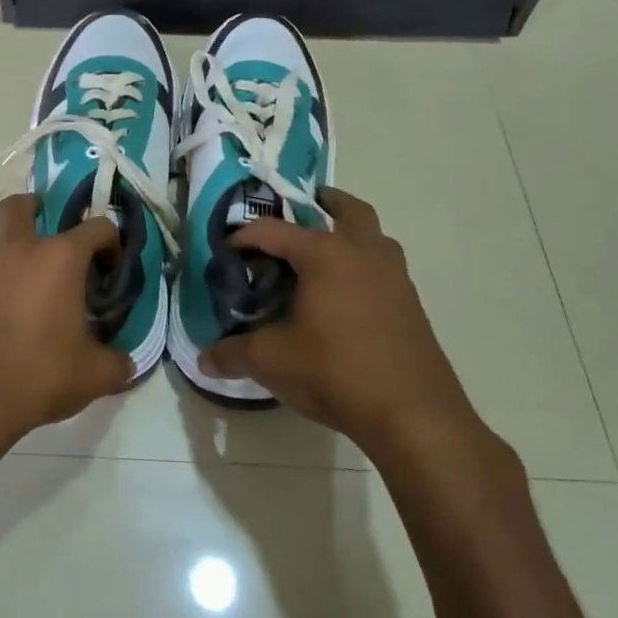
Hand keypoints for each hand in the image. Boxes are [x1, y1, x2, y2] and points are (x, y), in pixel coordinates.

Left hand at [0, 194, 135, 475]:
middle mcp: (17, 251)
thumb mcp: (93, 375)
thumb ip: (116, 362)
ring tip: (26, 305)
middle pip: (21, 206)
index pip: (96, 227)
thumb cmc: (38, 375)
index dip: (111, 242)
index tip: (111, 268)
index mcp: (59, 259)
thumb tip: (125, 362)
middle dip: (36, 209)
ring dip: (15, 263)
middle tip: (50, 238)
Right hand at [199, 188, 489, 461]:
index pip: (274, 230)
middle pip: (348, 210)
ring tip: (325, 255)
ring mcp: (394, 278)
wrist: (413, 414)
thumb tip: (204, 360)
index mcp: (326, 255)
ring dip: (351, 234)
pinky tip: (346, 298)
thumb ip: (234, 353)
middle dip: (325, 202)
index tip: (227, 252)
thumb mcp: (272, 361)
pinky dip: (364, 267)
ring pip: (374, 237)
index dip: (245, 236)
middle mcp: (364, 253)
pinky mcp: (411, 306)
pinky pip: (384, 269)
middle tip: (304, 206)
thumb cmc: (335, 372)